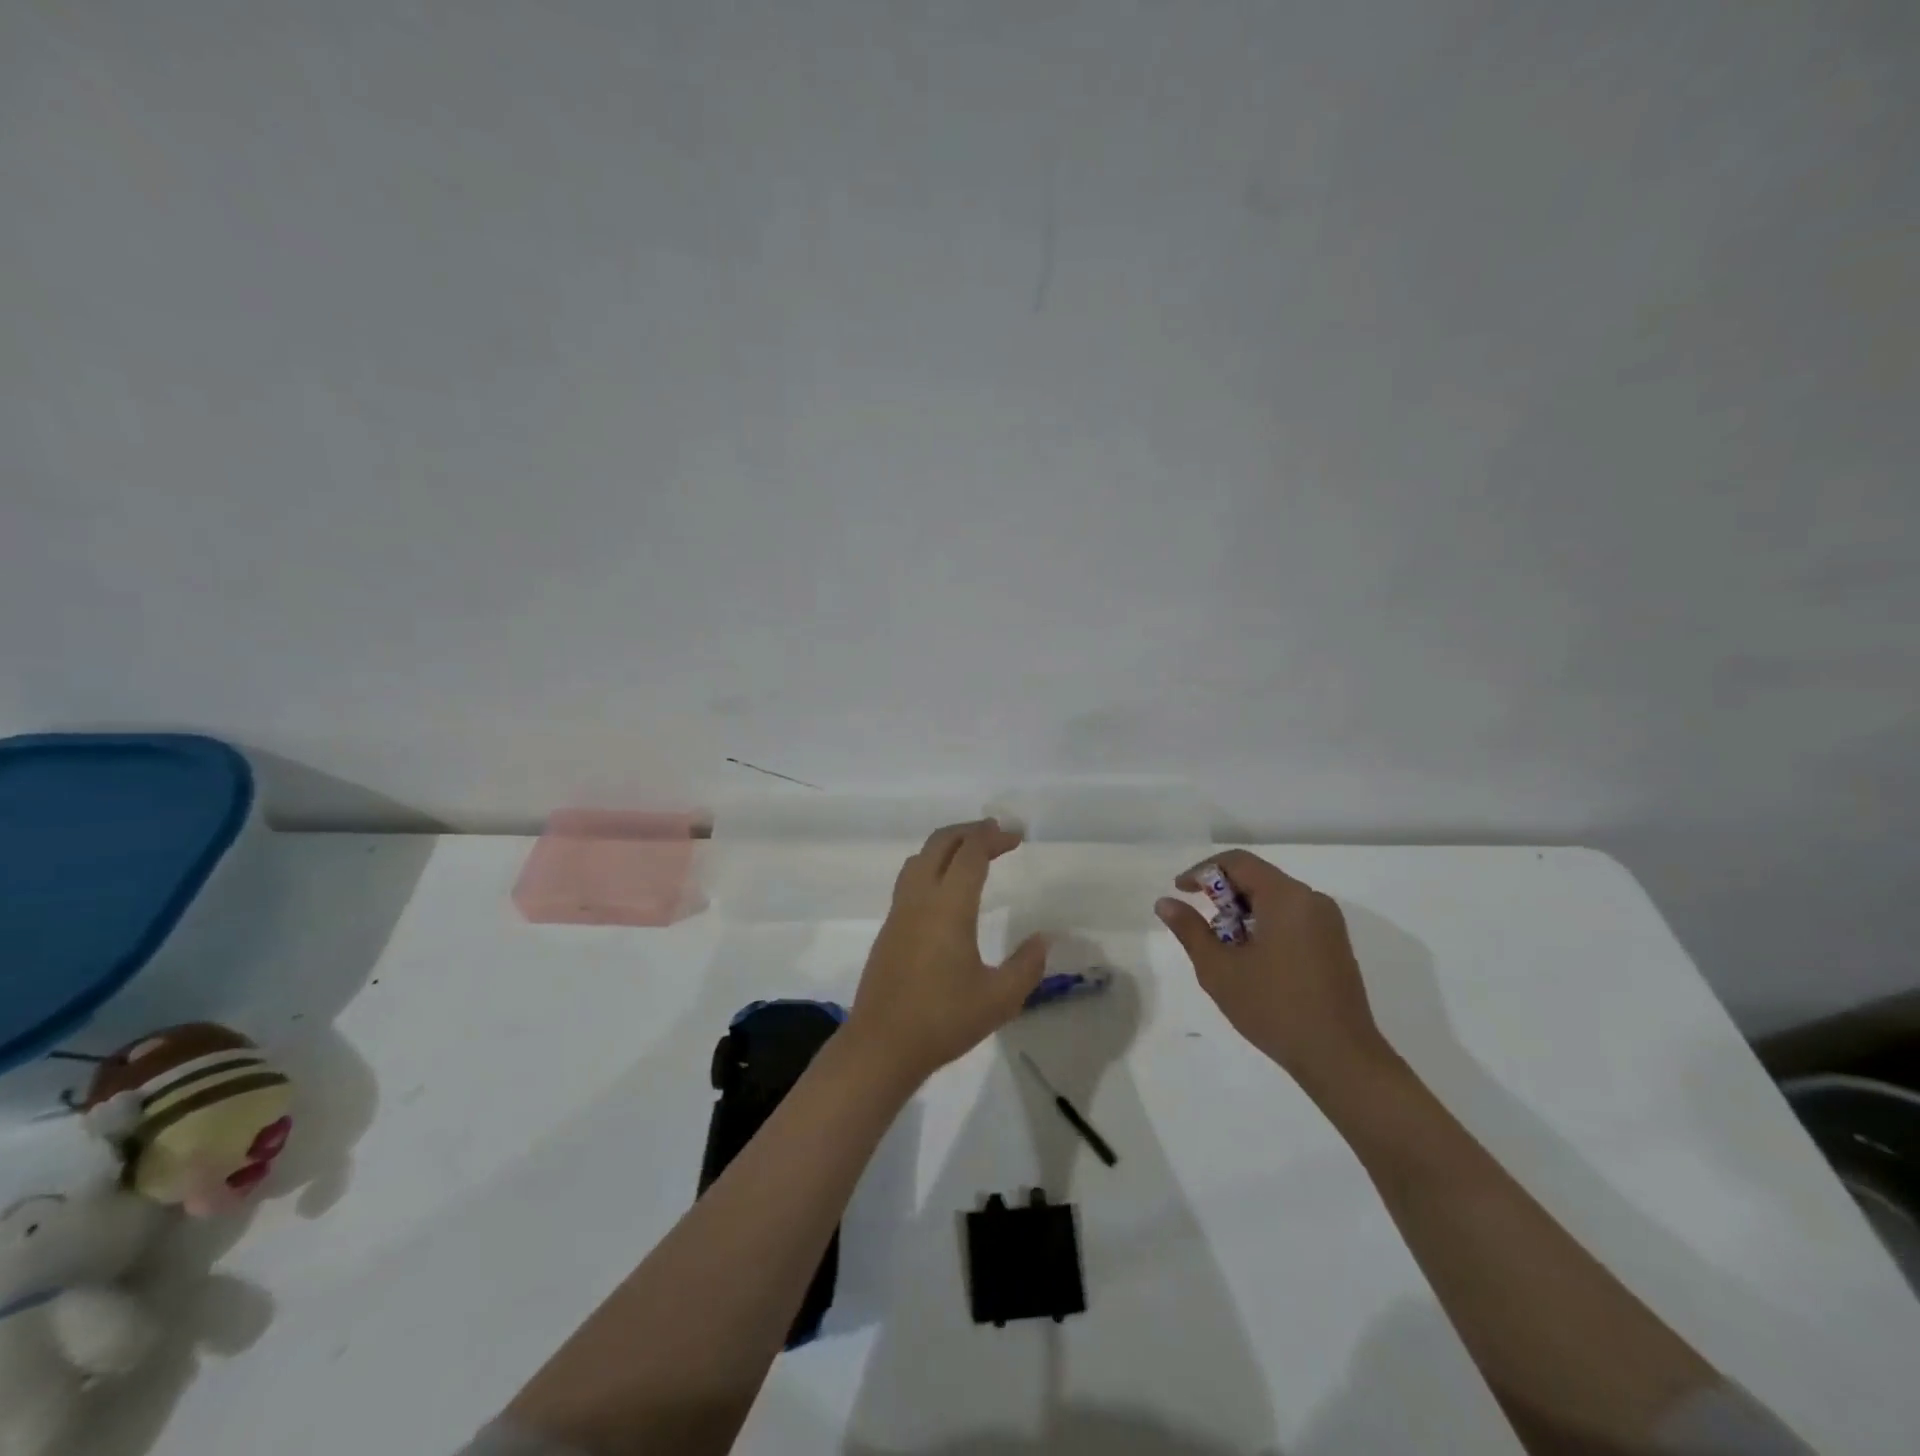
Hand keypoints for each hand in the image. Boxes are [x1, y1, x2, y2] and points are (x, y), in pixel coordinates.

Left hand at [846, 820, 1049, 1087]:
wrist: (881, 1045)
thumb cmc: (944, 1020)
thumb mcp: (1000, 999)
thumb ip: (1027, 965)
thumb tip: (1042, 939)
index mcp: (948, 906)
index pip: (971, 853)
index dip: (994, 838)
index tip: (1017, 837)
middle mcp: (920, 899)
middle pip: (940, 843)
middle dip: (969, 831)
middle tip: (996, 834)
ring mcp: (899, 912)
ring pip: (920, 858)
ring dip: (947, 845)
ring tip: (971, 853)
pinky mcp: (888, 928)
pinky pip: (910, 879)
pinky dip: (932, 865)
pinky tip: (946, 889)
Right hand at [1155, 850, 1391, 1097]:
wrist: (1340, 1058)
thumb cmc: (1274, 1008)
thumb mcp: (1219, 968)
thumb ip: (1190, 929)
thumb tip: (1165, 902)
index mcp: (1286, 897)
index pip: (1237, 862)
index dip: (1202, 871)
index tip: (1180, 892)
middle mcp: (1311, 900)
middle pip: (1257, 878)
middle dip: (1223, 896)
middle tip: (1202, 928)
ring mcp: (1328, 923)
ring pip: (1274, 899)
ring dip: (1242, 913)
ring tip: (1224, 949)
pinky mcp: (1334, 944)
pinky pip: (1291, 918)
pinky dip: (1264, 926)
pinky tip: (1253, 960)